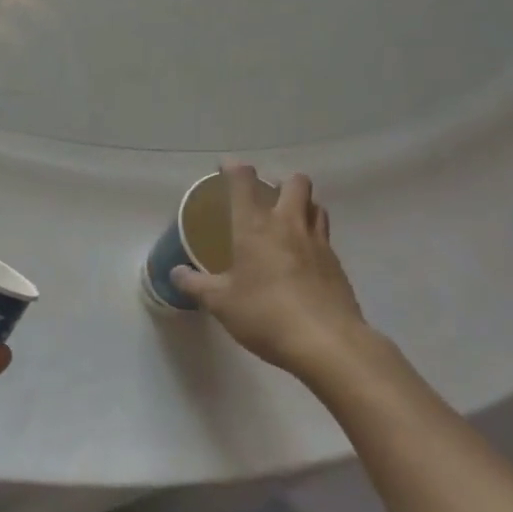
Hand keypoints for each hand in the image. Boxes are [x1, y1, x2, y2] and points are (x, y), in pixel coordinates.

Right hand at [172, 164, 388, 390]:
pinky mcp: (336, 264)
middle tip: (266, 197)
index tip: (227, 167)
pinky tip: (302, 259)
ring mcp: (318, 243)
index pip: (244, 182)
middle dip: (281, 182)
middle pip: (295, 183)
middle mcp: (288, 225)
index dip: (234, 169)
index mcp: (255, 226)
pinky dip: (313, 237)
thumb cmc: (265, 314)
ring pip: (316, 205)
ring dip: (302, 205)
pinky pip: (324, 236)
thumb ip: (195, 285)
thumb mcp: (220, 303)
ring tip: (287, 222)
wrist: (327, 343)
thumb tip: (176, 273)